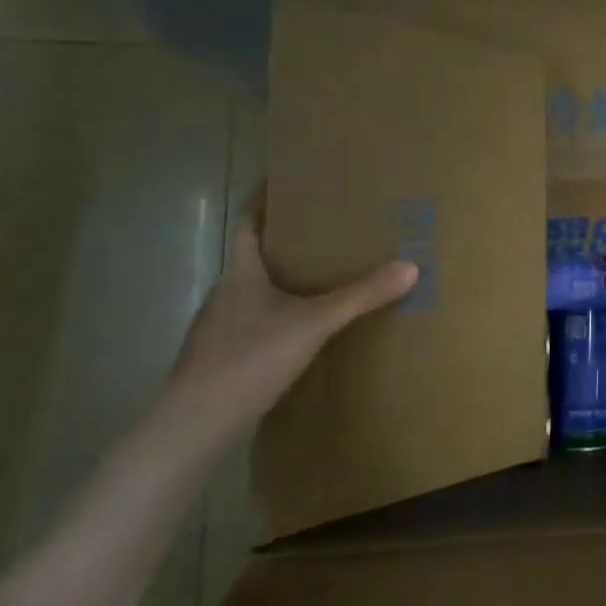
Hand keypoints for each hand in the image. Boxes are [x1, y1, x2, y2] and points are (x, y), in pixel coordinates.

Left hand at [159, 198, 416, 447]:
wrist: (194, 425)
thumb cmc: (249, 358)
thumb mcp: (314, 323)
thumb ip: (361, 296)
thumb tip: (411, 266)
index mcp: (240, 273)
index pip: (248, 223)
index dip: (264, 200)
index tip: (285, 180)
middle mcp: (226, 293)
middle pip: (256, 256)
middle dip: (288, 240)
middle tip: (329, 228)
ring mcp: (221, 327)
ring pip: (258, 291)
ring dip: (286, 279)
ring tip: (325, 275)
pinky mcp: (224, 356)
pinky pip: (258, 320)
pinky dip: (282, 313)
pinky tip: (305, 327)